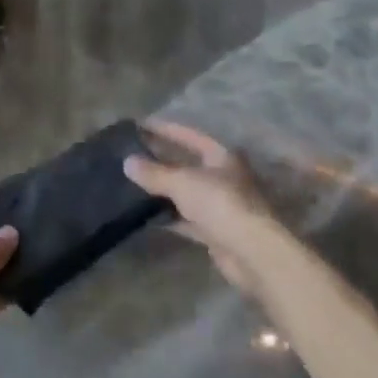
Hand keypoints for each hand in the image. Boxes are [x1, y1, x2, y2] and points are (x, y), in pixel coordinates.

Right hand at [124, 121, 282, 297]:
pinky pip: (186, 218)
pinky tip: (146, 216)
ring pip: (185, 193)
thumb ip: (154, 173)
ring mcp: (220, 205)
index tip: (140, 126)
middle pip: (187, 164)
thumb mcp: (182, 182)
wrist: (250, 251)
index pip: (190, 136)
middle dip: (161, 160)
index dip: (165, 129)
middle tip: (132, 155)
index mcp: (222, 156)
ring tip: (132, 184)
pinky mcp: (214, 231)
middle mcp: (223, 177)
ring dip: (163, 190)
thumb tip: (127, 162)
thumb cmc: (219, 203)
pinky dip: (168, 216)